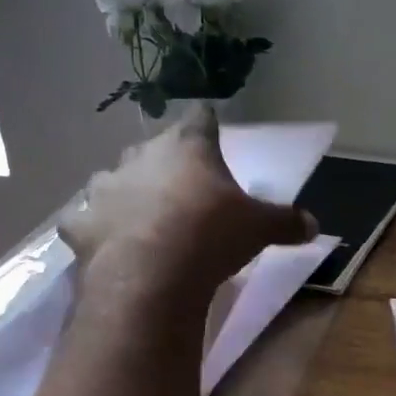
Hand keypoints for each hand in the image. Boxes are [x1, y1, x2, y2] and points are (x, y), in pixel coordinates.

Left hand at [61, 106, 316, 304]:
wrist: (151, 275)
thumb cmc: (211, 237)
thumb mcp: (259, 229)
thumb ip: (286, 222)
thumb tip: (315, 226)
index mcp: (188, 147)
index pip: (200, 120)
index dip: (207, 126)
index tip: (211, 132)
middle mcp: (141, 157)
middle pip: (152, 149)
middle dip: (163, 165)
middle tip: (177, 190)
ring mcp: (105, 189)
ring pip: (112, 181)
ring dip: (124, 194)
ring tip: (137, 218)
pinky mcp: (80, 225)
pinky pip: (84, 221)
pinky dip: (93, 230)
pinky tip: (103, 245)